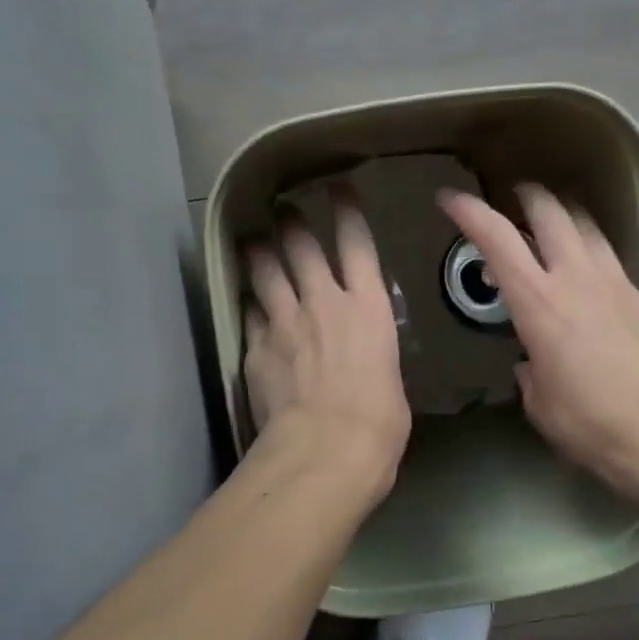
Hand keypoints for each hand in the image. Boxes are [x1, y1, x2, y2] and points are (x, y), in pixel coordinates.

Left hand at [242, 193, 410, 502]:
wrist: (326, 451)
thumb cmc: (379, 423)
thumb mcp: (391, 378)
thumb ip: (374, 352)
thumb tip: (366, 354)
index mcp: (369, 308)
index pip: (357, 244)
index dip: (347, 210)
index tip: (338, 189)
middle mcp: (323, 302)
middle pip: (302, 246)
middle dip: (292, 222)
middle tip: (284, 209)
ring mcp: (284, 322)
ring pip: (265, 271)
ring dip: (259, 252)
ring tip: (253, 241)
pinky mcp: (256, 347)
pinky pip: (250, 314)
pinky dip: (250, 304)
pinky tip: (247, 302)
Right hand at [438, 183, 638, 503]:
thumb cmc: (592, 424)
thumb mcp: (541, 405)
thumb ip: (530, 374)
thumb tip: (532, 363)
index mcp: (538, 304)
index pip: (497, 240)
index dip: (469, 212)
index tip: (449, 198)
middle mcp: (576, 279)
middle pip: (550, 212)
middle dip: (526, 196)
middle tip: (513, 197)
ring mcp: (616, 284)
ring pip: (587, 226)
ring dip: (564, 214)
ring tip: (553, 221)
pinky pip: (610, 258)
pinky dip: (591, 251)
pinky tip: (588, 275)